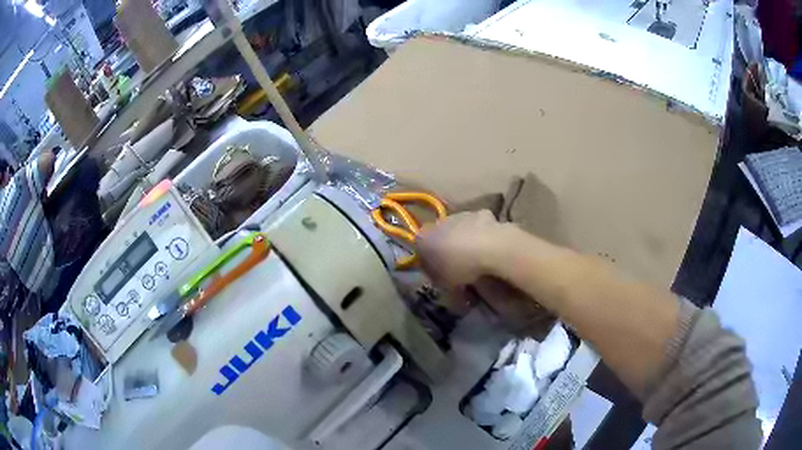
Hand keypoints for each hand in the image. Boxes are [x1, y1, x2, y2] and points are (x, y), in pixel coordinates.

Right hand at [416, 210, 507, 287]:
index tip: (436, 269)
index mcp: (424, 238)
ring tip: (476, 255)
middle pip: (440, 233)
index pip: (419, 245)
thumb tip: (438, 275)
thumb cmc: (461, 267)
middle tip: (457, 263)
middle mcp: (440, 222)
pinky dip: (482, 233)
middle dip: (446, 245)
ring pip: (459, 227)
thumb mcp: (443, 282)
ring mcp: (462, 215)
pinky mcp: (482, 213)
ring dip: (464, 237)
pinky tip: (490, 246)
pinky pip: (479, 225)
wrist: (491, 247)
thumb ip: (437, 277)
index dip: (427, 257)